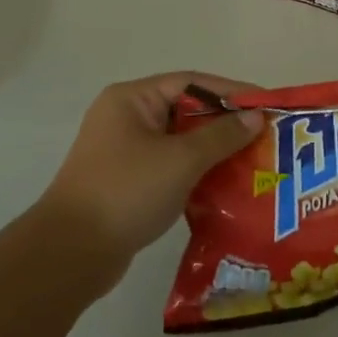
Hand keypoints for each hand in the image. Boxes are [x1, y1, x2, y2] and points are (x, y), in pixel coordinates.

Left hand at [39, 72, 264, 279]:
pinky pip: (170, 167)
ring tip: (253, 162)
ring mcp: (124, 151)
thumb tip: (255, 117)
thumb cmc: (126, 192)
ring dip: (213, 151)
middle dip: (226, 124)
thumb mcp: (181, 160)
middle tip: (265, 136)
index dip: (231, 91)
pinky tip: (224, 187)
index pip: (191, 82)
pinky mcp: (126, 182)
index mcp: (132, 99)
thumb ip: (221, 136)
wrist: (70, 254)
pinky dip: (196, 173)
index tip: (267, 104)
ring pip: (179, 142)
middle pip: (186, 111)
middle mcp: (126, 117)